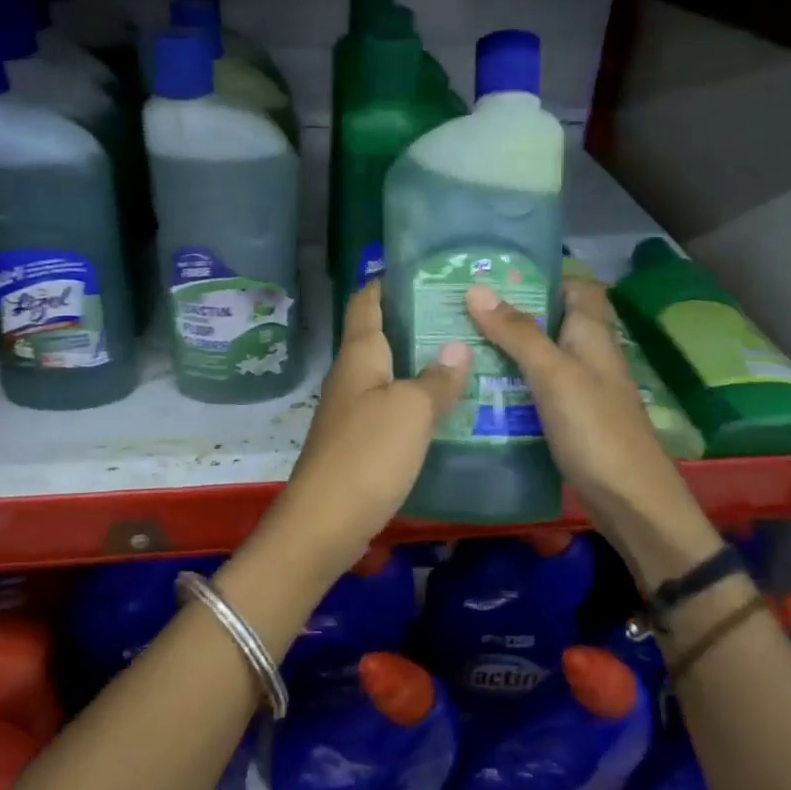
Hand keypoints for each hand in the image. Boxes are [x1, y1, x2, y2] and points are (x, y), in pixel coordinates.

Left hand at [266, 282, 470, 573]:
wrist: (326, 520)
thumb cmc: (368, 453)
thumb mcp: (411, 410)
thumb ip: (436, 378)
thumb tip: (456, 347)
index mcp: (359, 355)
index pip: (366, 302)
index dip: (386, 282)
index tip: (421, 269)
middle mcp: (351, 375)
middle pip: (379, 335)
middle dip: (414, 321)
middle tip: (462, 313)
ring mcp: (353, 410)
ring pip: (388, 373)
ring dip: (419, 362)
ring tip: (464, 354)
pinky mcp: (359, 441)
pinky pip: (391, 407)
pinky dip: (416, 399)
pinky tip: (446, 406)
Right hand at [465, 276, 720, 586]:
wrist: (629, 501)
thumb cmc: (595, 428)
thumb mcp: (553, 373)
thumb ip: (516, 332)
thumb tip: (476, 288)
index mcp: (592, 332)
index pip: (573, 284)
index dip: (540, 273)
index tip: (493, 270)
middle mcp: (587, 353)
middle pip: (549, 319)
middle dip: (510, 310)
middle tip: (459, 303)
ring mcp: (578, 386)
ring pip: (538, 354)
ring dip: (504, 346)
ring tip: (456, 338)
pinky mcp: (567, 415)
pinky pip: (534, 385)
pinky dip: (509, 380)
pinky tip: (476, 384)